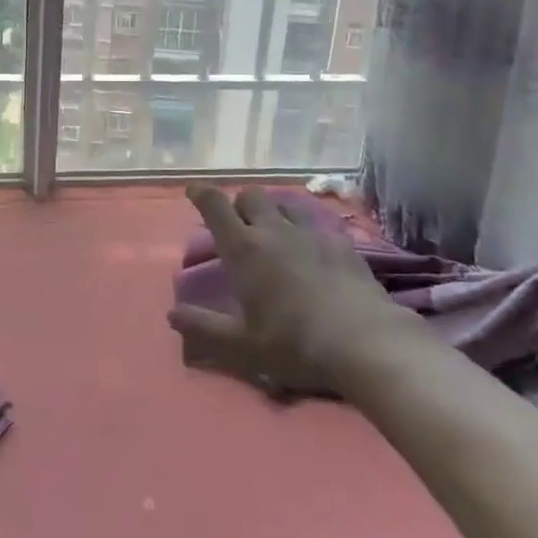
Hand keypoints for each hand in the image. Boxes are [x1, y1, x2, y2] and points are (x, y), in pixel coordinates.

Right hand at [168, 185, 420, 395]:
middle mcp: (274, 230)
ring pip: (285, 202)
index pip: (215, 206)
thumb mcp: (242, 346)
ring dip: (274, 210)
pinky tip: (314, 249)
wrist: (365, 343)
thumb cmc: (295, 344)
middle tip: (239, 225)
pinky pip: (318, 222)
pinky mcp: (342, 242)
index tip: (194, 190)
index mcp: (244, 249)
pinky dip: (308, 229)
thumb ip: (204, 328)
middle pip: (251, 196)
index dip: (201, 193)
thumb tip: (171, 315)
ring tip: (276, 230)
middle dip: (240, 204)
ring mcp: (311, 232)